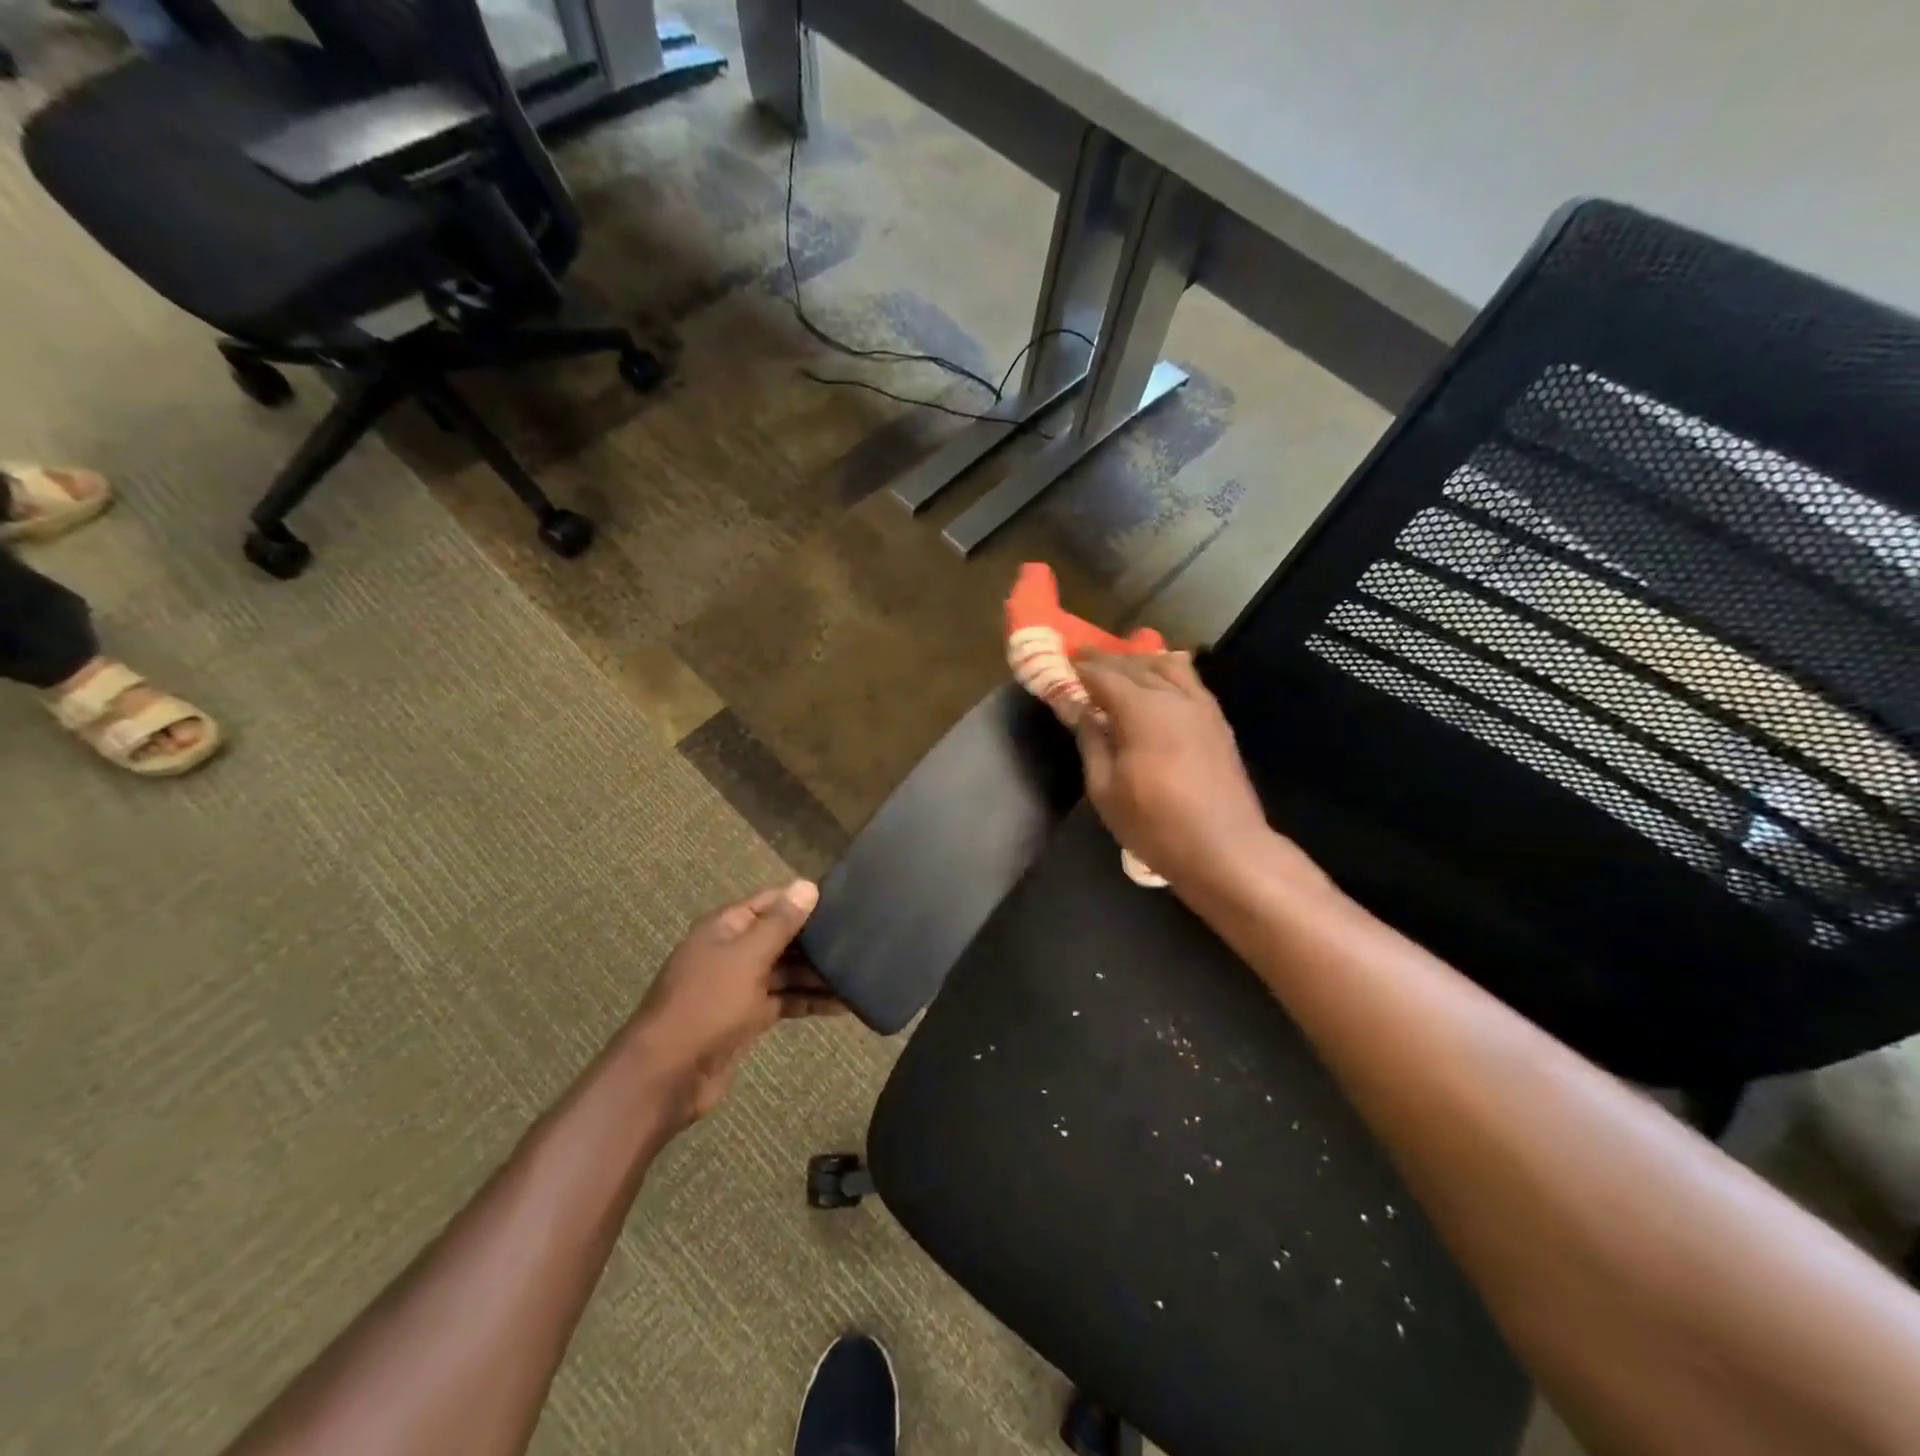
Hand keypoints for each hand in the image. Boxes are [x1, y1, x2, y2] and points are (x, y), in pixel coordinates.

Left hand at [629, 881, 841, 1125]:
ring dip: (819, 973)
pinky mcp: (748, 1018)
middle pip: (782, 936)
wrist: (666, 1076)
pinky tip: (843, 1005)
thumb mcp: (747, 958)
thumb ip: (780, 923)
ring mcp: (740, 986)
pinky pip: (785, 1000)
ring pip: (787, 970)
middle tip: (864, 938)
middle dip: (818, 938)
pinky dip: (810, 1000)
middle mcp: (733, 951)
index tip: (847, 900)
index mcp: (726, 928)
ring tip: (862, 973)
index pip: (772, 902)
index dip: (805, 900)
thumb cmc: (706, 1005)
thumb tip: (808, 885)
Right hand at [1073, 652, 1275, 891]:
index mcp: (1142, 710)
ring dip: (1139, 662)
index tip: (1061, 662)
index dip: (1080, 667)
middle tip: (1082, 660)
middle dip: (1106, 660)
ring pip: (1168, 666)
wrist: (1225, 849)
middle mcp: (1173, 697)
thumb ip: (1090, 741)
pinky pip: (1189, 681)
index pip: (1104, 674)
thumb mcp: (1105, 789)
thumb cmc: (1155, 825)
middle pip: (1135, 665)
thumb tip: (1077, 709)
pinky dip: (1167, 673)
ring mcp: (1201, 706)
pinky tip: (1158, 683)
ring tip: (1120, 668)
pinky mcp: (1218, 721)